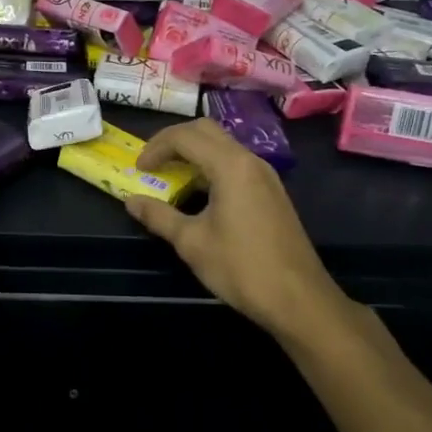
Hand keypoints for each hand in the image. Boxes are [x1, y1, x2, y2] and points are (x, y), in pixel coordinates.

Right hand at [123, 118, 347, 337]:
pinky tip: (199, 195)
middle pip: (205, 131)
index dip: (156, 147)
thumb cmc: (242, 268)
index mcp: (230, 165)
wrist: (300, 300)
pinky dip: (211, 167)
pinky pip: (235, 164)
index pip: (185, 136)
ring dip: (193, 153)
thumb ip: (159, 216)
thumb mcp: (192, 243)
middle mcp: (250, 161)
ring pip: (222, 146)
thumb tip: (131, 201)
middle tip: (153, 163)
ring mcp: (265, 175)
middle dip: (174, 141)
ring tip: (171, 177)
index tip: (138, 169)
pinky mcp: (271, 192)